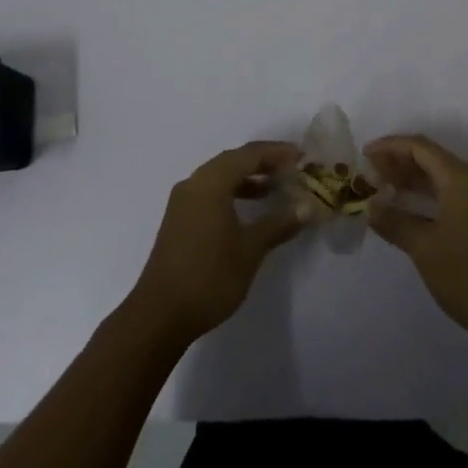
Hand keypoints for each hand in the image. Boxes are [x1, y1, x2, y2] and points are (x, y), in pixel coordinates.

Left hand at [127, 141, 305, 344]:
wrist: (160, 315)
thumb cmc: (209, 276)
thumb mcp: (250, 250)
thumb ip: (278, 224)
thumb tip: (307, 207)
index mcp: (211, 182)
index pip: (249, 154)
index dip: (277, 152)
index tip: (302, 156)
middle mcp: (195, 182)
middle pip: (233, 160)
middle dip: (263, 162)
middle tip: (292, 168)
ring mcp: (183, 201)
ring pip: (220, 176)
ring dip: (247, 178)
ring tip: (275, 188)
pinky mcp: (179, 219)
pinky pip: (210, 192)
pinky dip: (232, 193)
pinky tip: (248, 210)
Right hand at [365, 134, 467, 348]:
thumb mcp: (424, 248)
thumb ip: (394, 222)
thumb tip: (370, 207)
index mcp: (460, 178)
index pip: (419, 147)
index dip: (390, 147)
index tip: (364, 156)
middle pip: (430, 158)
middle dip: (399, 162)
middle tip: (370, 174)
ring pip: (440, 176)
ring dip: (411, 179)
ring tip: (383, 189)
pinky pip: (448, 193)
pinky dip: (425, 195)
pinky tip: (408, 210)